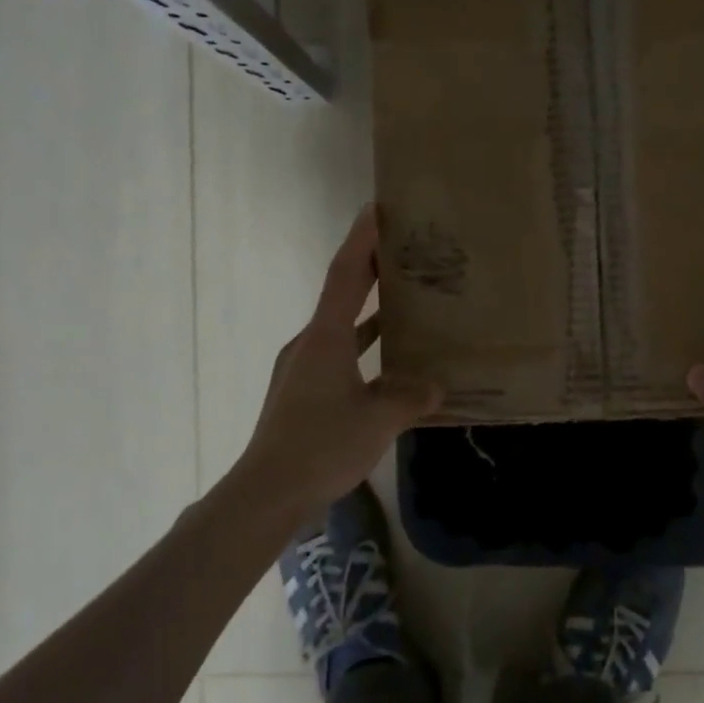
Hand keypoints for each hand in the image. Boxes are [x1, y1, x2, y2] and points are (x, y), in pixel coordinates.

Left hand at [232, 205, 442, 525]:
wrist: (267, 493)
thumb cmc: (321, 445)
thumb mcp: (378, 420)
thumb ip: (411, 397)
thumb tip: (436, 385)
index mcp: (325, 338)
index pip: (346, 275)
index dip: (363, 240)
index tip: (378, 209)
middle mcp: (311, 344)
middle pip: (343, 295)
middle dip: (372, 271)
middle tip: (405, 251)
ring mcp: (303, 369)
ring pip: (343, 330)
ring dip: (372, 315)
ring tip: (408, 305)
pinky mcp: (304, 393)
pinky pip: (341, 358)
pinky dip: (366, 351)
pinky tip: (391, 366)